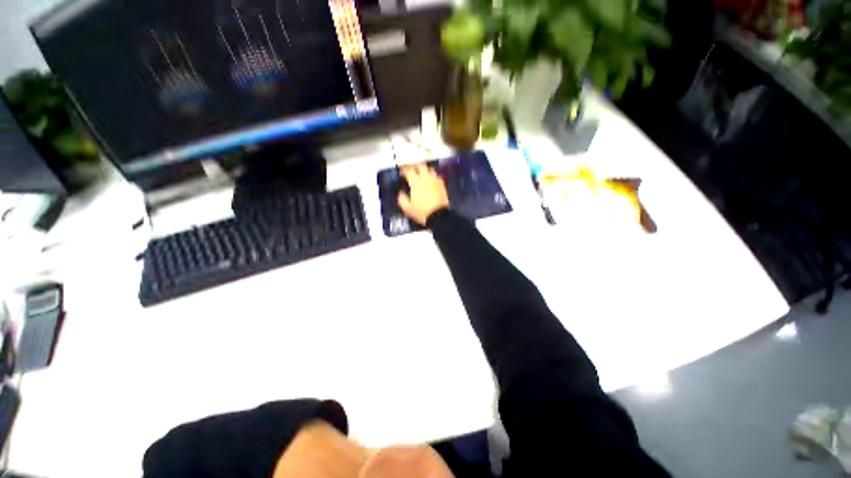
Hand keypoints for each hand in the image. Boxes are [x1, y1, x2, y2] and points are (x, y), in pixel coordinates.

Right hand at [397, 164, 449, 225]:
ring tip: (421, 172)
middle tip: (411, 169)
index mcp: (416, 183)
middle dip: (414, 166)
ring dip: (424, 169)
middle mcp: (426, 179)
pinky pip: (437, 176)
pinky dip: (433, 176)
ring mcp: (435, 181)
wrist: (438, 216)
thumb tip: (401, 194)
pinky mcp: (442, 185)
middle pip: (420, 165)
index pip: (408, 171)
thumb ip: (402, 199)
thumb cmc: (422, 212)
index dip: (403, 170)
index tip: (402, 172)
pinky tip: (431, 180)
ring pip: (429, 169)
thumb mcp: (407, 208)